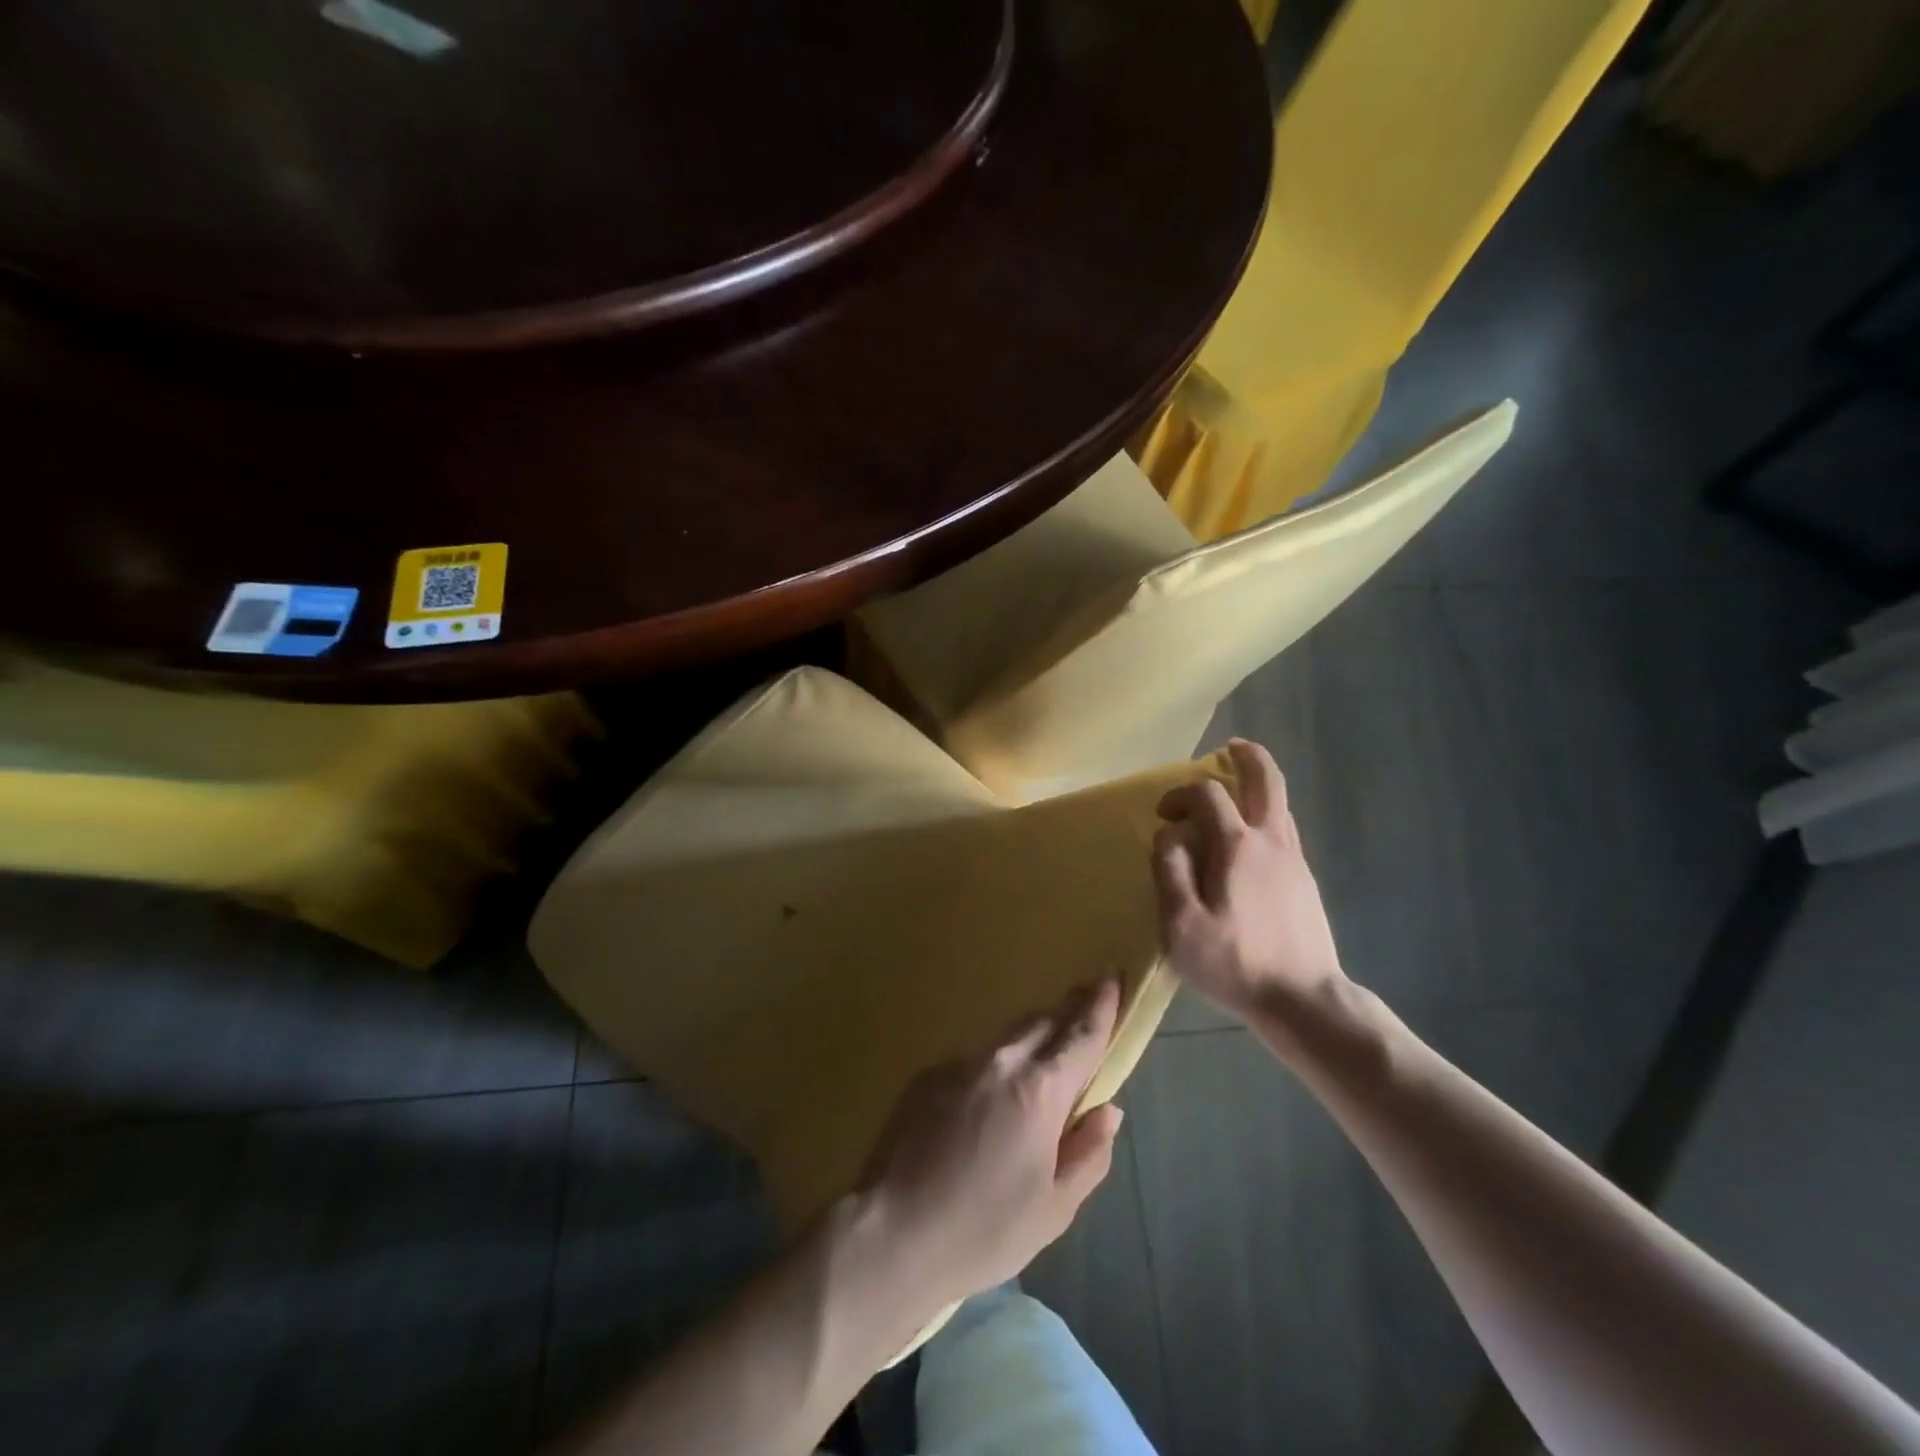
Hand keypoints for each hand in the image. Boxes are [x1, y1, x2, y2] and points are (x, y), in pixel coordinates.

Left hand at [852, 981, 1124, 1314]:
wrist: (892, 1233)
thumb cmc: (984, 1231)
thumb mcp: (1054, 1208)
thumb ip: (1088, 1153)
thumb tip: (1108, 1110)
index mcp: (1040, 1091)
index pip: (1081, 1035)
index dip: (1101, 1006)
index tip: (1112, 978)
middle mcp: (1001, 1061)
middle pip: (1043, 1021)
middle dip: (1068, 1011)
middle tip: (1086, 1003)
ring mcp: (959, 1062)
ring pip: (1007, 1036)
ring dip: (1032, 1037)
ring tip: (1043, 1055)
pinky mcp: (929, 1074)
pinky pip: (974, 1058)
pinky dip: (994, 1065)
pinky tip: (988, 1099)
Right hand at [1152, 739, 1345, 1017]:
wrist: (1304, 1000)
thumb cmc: (1235, 964)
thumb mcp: (1181, 925)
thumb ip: (1169, 871)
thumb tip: (1169, 834)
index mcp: (1237, 847)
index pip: (1207, 795)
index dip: (1180, 794)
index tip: (1163, 816)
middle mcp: (1271, 842)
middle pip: (1266, 781)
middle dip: (1248, 757)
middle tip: (1231, 747)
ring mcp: (1295, 860)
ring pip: (1279, 806)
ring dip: (1257, 788)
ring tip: (1234, 792)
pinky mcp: (1305, 882)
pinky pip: (1283, 832)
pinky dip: (1264, 818)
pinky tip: (1247, 843)